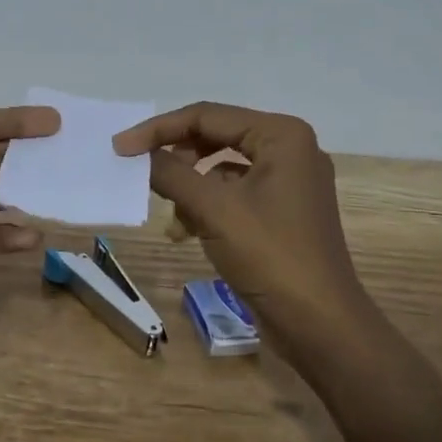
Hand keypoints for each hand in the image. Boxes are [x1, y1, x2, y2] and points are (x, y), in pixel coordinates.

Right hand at [114, 102, 370, 355]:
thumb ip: (171, 173)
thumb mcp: (213, 210)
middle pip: (215, 138)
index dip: (159, 129)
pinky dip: (207, 208)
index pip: (207, 116)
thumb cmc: (270, 256)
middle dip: (176, 160)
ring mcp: (288, 182)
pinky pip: (233, 194)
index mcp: (281, 135)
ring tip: (173, 220)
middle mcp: (289, 149)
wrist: (320, 325)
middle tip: (140, 175)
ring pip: (220, 169)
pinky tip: (188, 233)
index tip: (120, 148)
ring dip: (189, 189)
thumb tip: (137, 153)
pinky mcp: (282, 211)